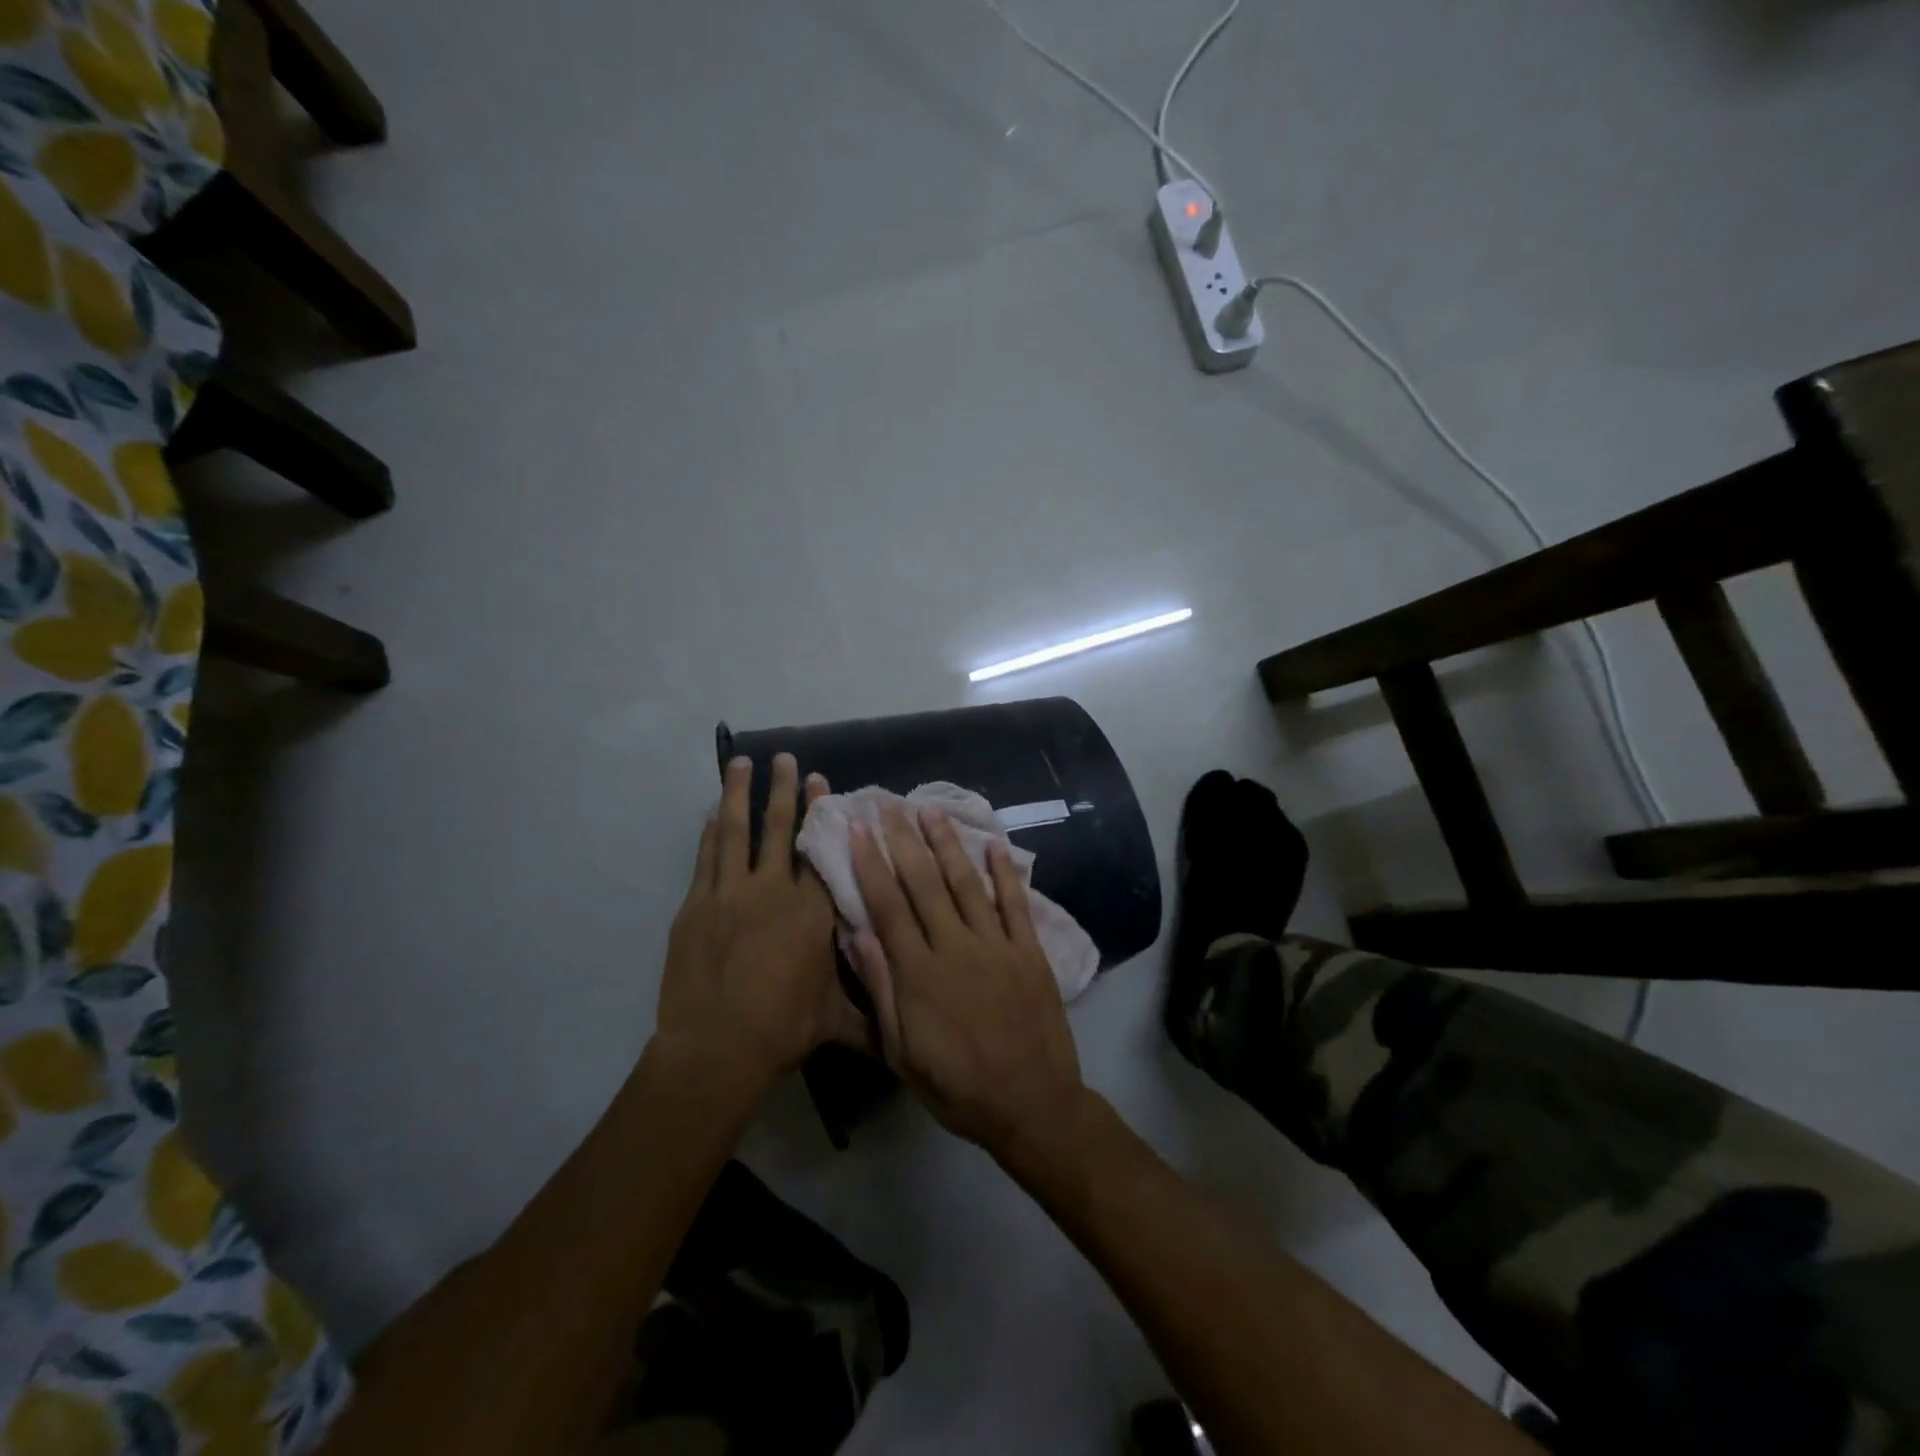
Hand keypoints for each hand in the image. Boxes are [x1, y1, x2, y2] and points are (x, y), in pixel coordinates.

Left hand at [656, 754, 870, 1095]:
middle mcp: (773, 890)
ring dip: (739, 794)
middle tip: (784, 757)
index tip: (821, 780)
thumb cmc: (782, 1029)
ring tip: (741, 763)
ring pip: (735, 831)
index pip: (818, 848)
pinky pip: (706, 857)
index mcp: (811, 910)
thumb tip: (906, 1025)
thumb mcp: (837, 1020)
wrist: (716, 1048)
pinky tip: (711, 812)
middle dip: (783, 790)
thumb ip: (872, 1012)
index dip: (820, 811)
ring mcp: (730, 894)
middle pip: (779, 828)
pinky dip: (710, 832)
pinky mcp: (697, 905)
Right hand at [848, 803, 1083, 1159]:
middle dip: (902, 840)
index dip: (870, 864)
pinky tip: (994, 844)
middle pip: (924, 884)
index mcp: (919, 974)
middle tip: (888, 804)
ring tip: (930, 810)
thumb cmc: (957, 1087)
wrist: (1032, 1105)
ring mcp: (996, 946)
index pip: (888, 906)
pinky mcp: (1029, 951)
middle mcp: (955, 948)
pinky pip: (1015, 904)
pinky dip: (1005, 873)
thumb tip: (859, 934)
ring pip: (966, 884)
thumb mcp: (902, 1053)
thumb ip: (882, 991)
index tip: (857, 829)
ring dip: (947, 844)